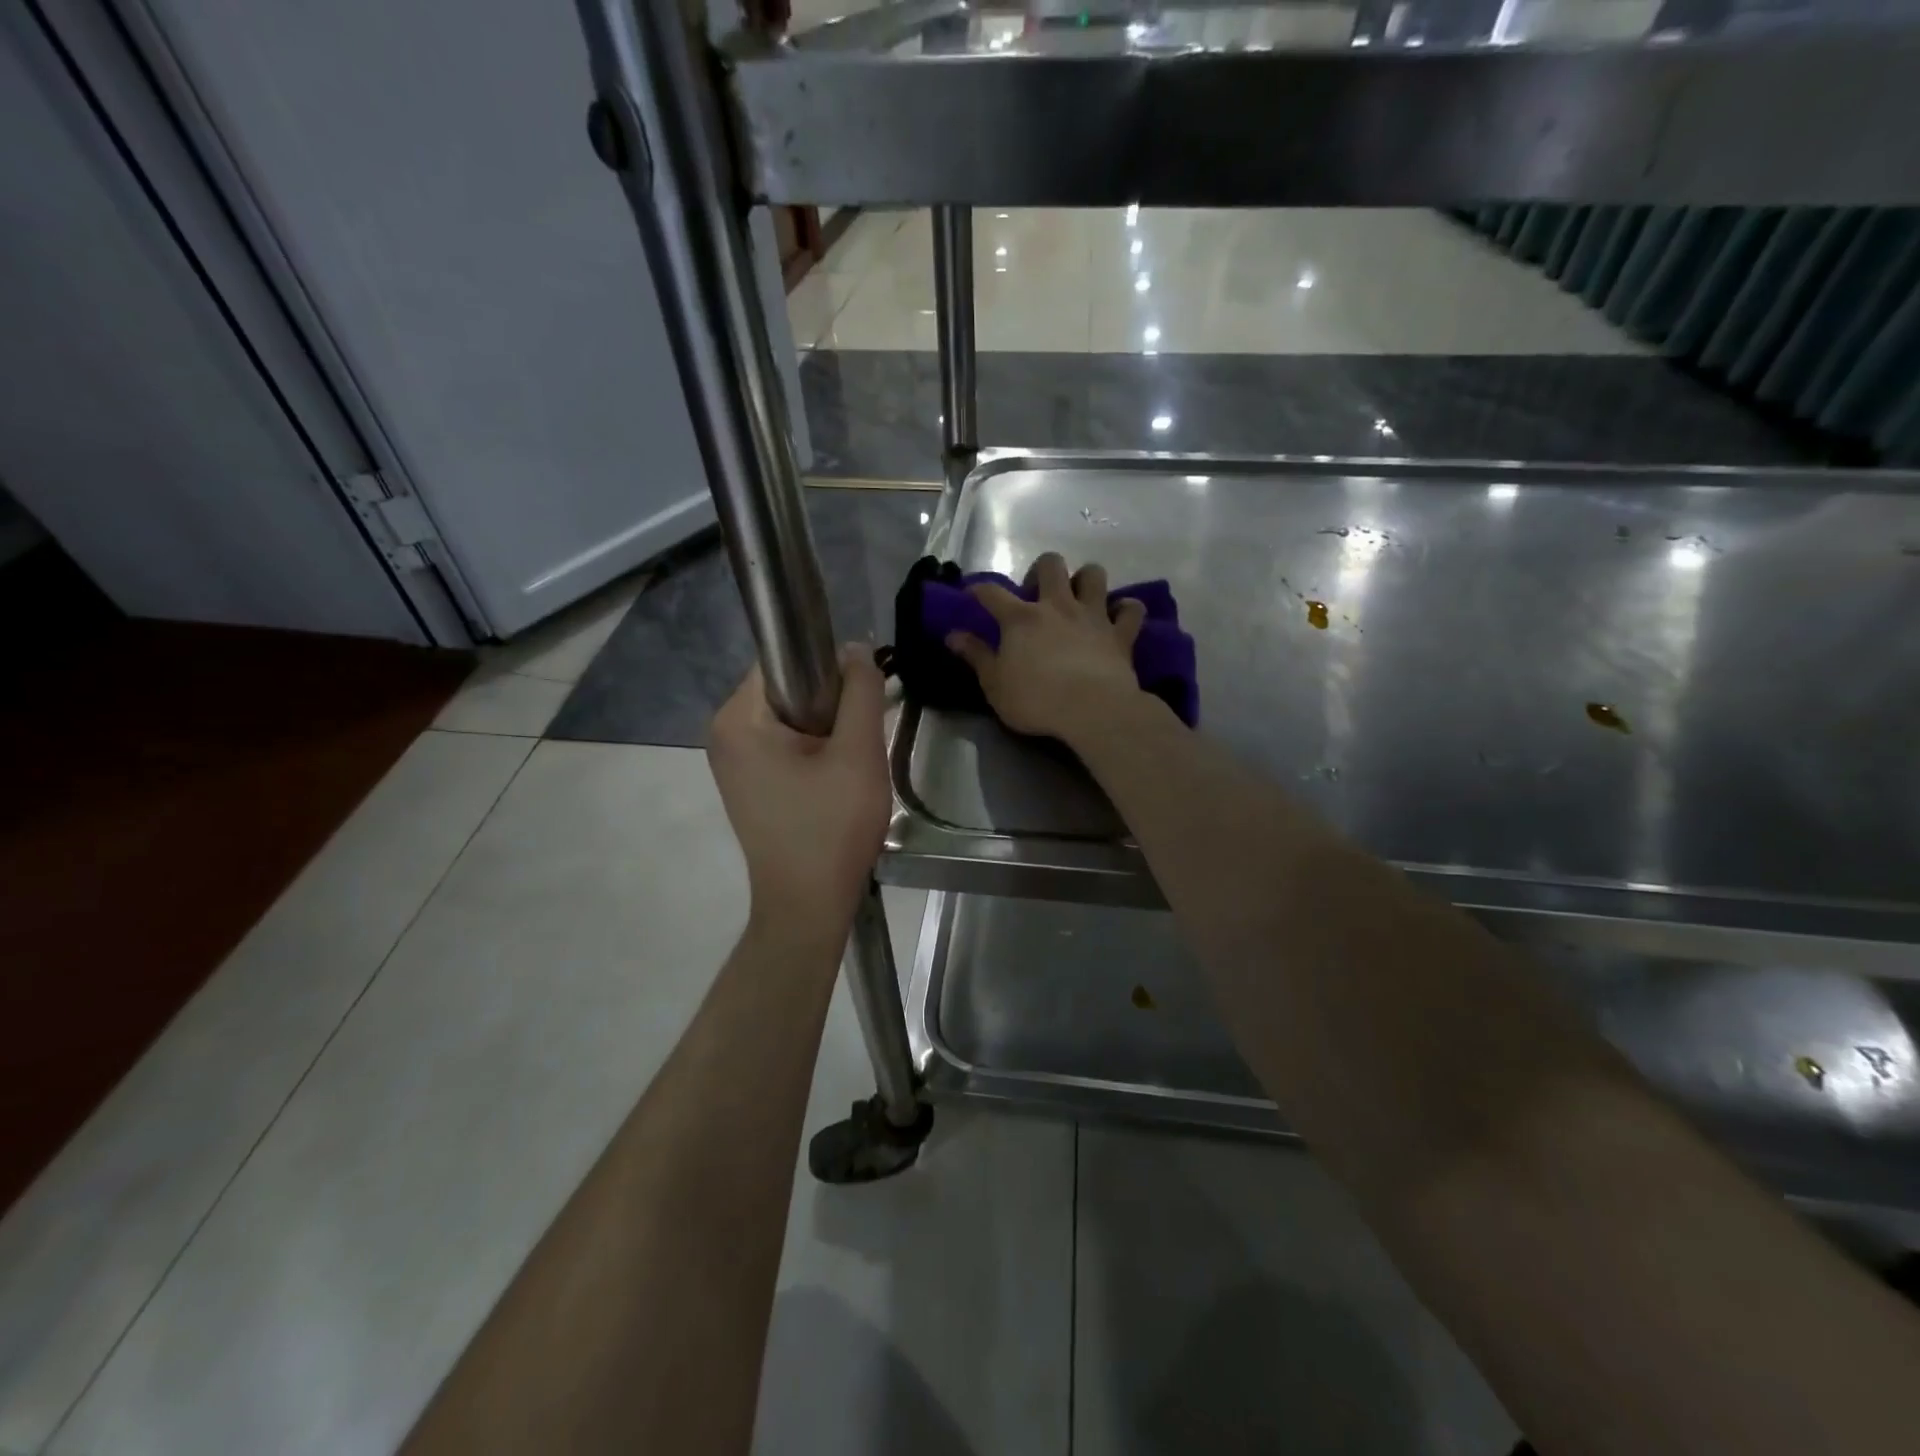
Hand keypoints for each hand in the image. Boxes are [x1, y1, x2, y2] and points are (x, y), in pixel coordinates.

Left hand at [707, 648, 890, 942]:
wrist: (808, 905)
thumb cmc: (832, 828)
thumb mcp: (859, 754)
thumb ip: (861, 692)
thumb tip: (855, 648)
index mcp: (738, 718)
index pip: (785, 659)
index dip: (830, 668)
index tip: (859, 702)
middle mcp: (724, 732)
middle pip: (788, 687)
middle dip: (830, 704)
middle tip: (858, 742)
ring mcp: (732, 760)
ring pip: (791, 716)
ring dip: (826, 729)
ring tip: (848, 766)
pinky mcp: (746, 782)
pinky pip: (784, 743)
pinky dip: (813, 750)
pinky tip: (833, 781)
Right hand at [945, 552, 1149, 744]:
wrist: (1093, 710)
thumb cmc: (1036, 700)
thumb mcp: (994, 684)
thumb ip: (976, 656)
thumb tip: (953, 635)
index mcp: (1021, 618)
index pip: (992, 592)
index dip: (979, 590)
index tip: (973, 594)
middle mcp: (1058, 606)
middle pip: (1051, 564)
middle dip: (1042, 571)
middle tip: (1037, 595)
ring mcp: (1093, 615)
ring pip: (1093, 574)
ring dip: (1086, 580)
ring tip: (1079, 598)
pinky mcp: (1121, 633)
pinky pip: (1131, 609)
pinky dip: (1126, 609)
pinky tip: (1119, 617)